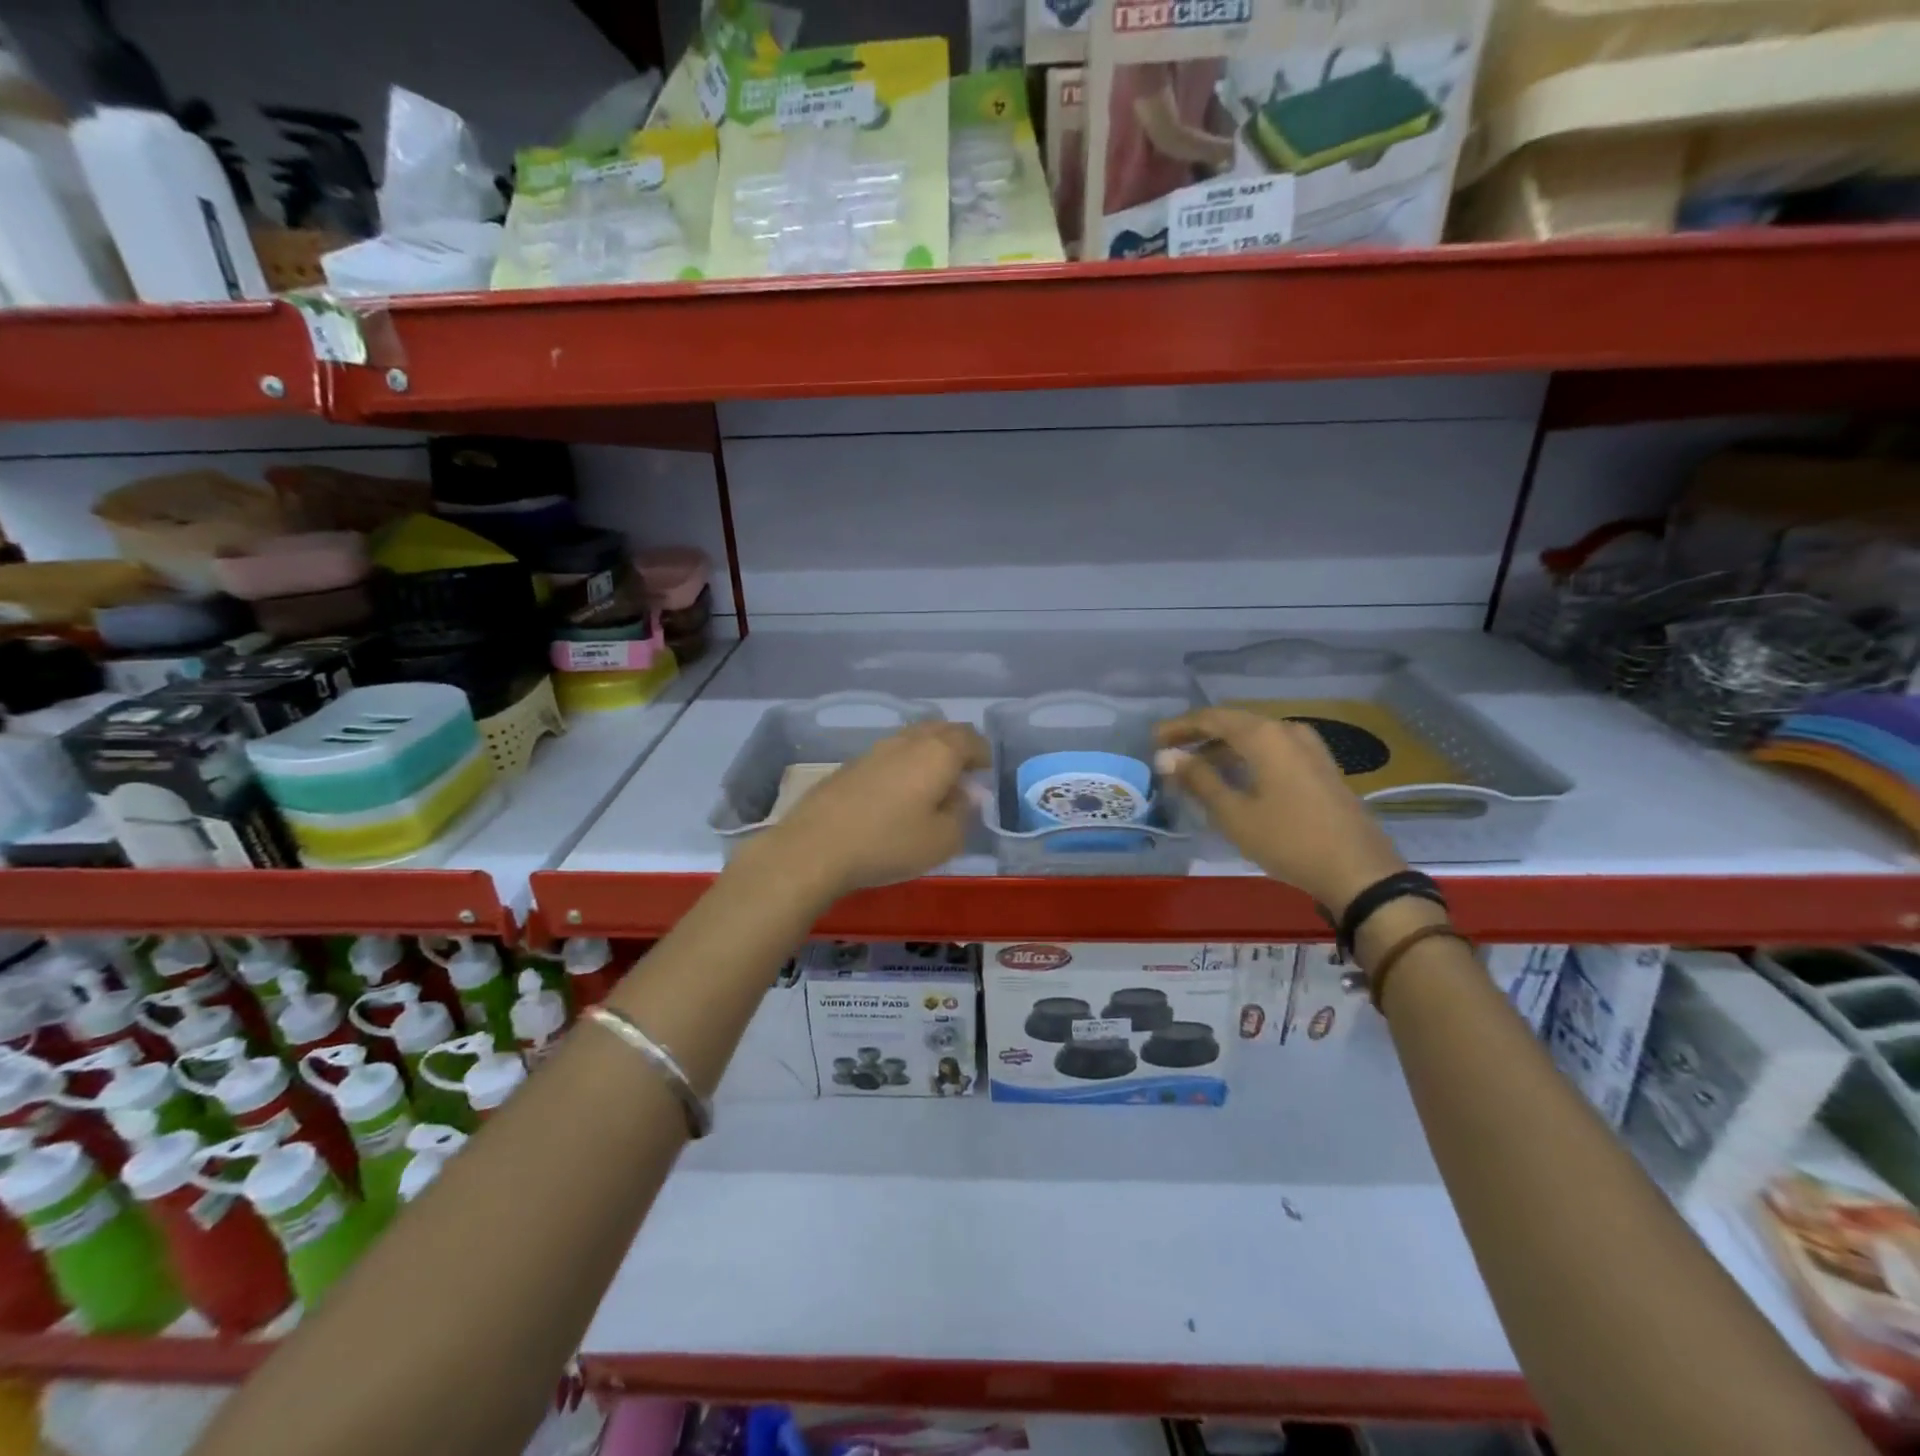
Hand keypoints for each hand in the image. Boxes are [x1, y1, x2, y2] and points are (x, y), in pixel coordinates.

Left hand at [751, 722, 990, 901]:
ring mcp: (876, 749)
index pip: (971, 740)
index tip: (986, 775)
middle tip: (965, 774)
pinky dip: (906, 763)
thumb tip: (967, 794)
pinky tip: (900, 791)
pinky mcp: (852, 763)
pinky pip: (892, 753)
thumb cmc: (889, 843)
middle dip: (960, 747)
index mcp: (938, 752)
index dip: (984, 755)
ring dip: (931, 752)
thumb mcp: (942, 841)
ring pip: (914, 738)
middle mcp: (909, 741)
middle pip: (943, 730)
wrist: (816, 846)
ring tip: (934, 783)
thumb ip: (963, 813)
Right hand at [1155, 707, 1406, 914]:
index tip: (1153, 739)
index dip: (1179, 727)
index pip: (1212, 718)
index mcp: (1264, 736)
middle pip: (1234, 723)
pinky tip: (1235, 777)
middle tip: (1170, 752)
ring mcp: (1309, 747)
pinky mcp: (1320, 767)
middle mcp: (1287, 730)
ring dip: (1222, 747)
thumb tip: (1166, 756)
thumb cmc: (1289, 840)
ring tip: (1195, 767)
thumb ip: (1199, 780)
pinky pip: (1273, 750)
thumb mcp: (1234, 814)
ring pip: (1255, 737)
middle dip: (1199, 735)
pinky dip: (1246, 757)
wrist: (1359, 871)